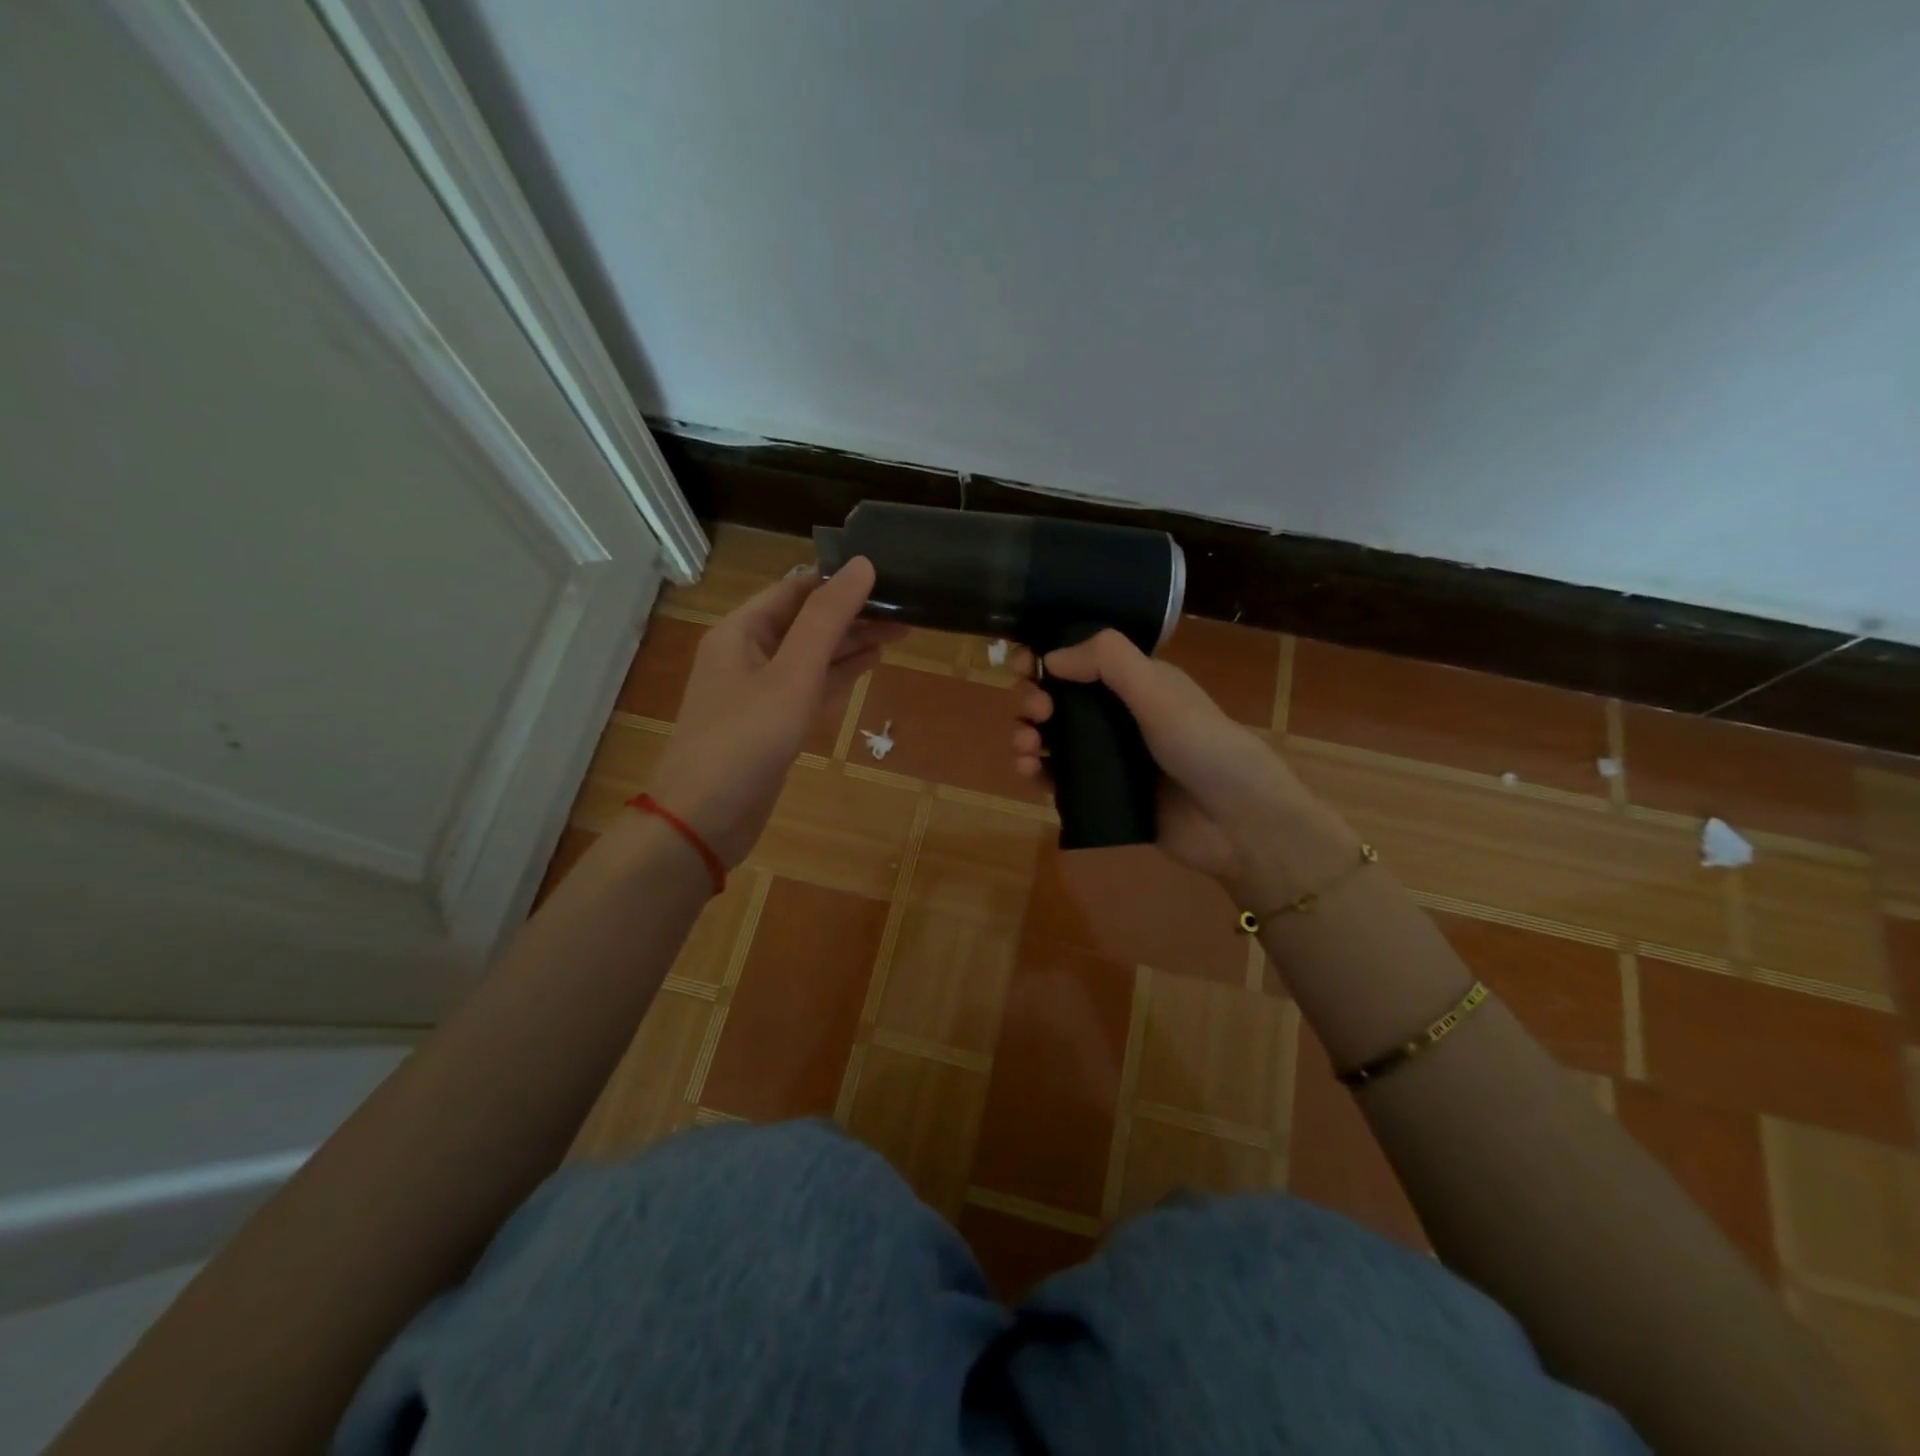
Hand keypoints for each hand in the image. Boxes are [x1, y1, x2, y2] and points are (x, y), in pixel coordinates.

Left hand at [650, 559, 900, 866]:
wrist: (705, 819)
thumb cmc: (746, 740)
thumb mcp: (792, 674)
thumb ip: (827, 619)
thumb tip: (862, 564)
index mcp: (742, 631)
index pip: (796, 588)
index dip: (840, 579)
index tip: (888, 574)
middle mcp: (747, 653)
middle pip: (806, 620)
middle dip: (853, 613)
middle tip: (907, 607)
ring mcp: (759, 690)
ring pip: (812, 654)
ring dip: (851, 642)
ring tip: (900, 631)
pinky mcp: (772, 722)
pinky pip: (810, 686)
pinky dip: (838, 674)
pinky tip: (870, 664)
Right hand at [1011, 630, 1337, 887]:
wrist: (1238, 823)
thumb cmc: (1204, 747)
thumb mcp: (1159, 692)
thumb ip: (1109, 662)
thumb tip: (1050, 656)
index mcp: (1135, 683)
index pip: (1080, 661)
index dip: (1046, 659)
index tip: (1022, 666)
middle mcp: (1118, 716)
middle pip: (1058, 699)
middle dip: (1034, 698)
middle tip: (1036, 710)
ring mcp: (1108, 758)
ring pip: (1052, 738)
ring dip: (1027, 734)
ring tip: (1026, 747)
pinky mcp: (1101, 795)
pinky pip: (1058, 778)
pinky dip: (1036, 771)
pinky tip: (1029, 771)